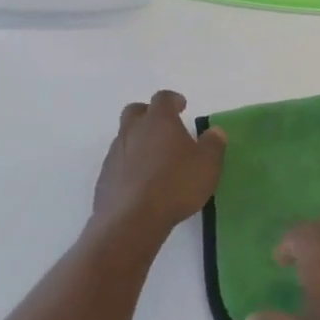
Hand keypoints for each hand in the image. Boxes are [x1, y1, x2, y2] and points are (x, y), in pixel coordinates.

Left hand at [89, 91, 226, 251]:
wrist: (131, 221)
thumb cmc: (175, 185)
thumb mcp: (207, 165)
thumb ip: (213, 144)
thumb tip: (215, 131)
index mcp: (158, 121)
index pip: (162, 98)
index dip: (173, 100)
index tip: (182, 106)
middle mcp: (133, 131)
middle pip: (135, 111)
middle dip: (148, 114)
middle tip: (163, 127)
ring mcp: (115, 154)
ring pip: (125, 137)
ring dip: (138, 141)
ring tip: (155, 160)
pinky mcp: (104, 177)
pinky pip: (118, 162)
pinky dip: (129, 165)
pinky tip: (141, 183)